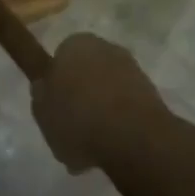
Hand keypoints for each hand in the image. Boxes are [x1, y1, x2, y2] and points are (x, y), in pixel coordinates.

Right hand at [31, 33, 169, 172]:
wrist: (133, 139)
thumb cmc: (78, 119)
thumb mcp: (41, 111)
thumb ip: (41, 96)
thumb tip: (45, 87)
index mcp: (75, 45)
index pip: (60, 58)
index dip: (55, 83)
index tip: (53, 107)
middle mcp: (107, 49)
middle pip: (85, 74)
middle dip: (79, 98)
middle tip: (68, 130)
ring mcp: (133, 71)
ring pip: (107, 93)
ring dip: (99, 115)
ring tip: (87, 150)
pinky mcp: (153, 95)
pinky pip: (125, 110)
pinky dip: (117, 126)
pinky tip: (108, 150)